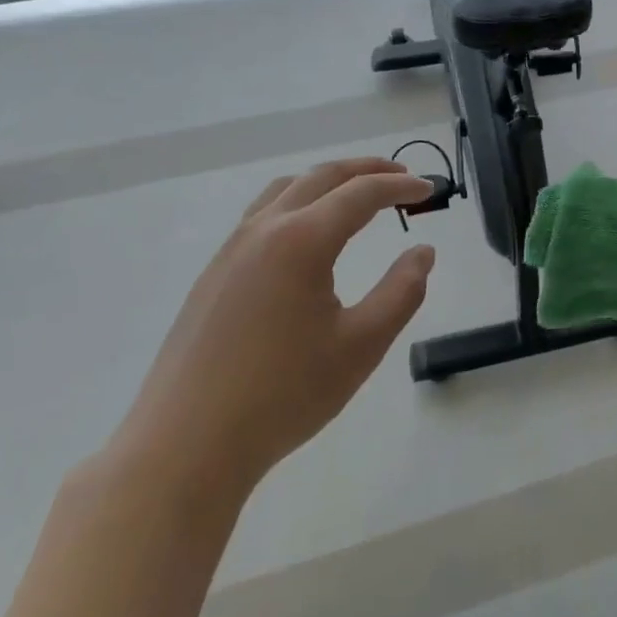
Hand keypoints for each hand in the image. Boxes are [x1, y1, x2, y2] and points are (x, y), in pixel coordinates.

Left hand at [110, 158, 435, 503]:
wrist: (186, 446)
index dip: (400, 186)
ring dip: (328, 181)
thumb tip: (422, 252)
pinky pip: (262, 215)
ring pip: (285, 190)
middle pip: (321, 177)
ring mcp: (231, 250)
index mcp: (302, 241)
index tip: (429, 190)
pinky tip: (309, 235)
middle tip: (401, 177)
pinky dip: (298, 202)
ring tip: (357, 195)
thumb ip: (402, 291)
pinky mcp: (213, 274)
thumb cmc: (284, 395)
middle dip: (366, 170)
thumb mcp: (362, 345)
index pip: (361, 194)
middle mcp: (263, 230)